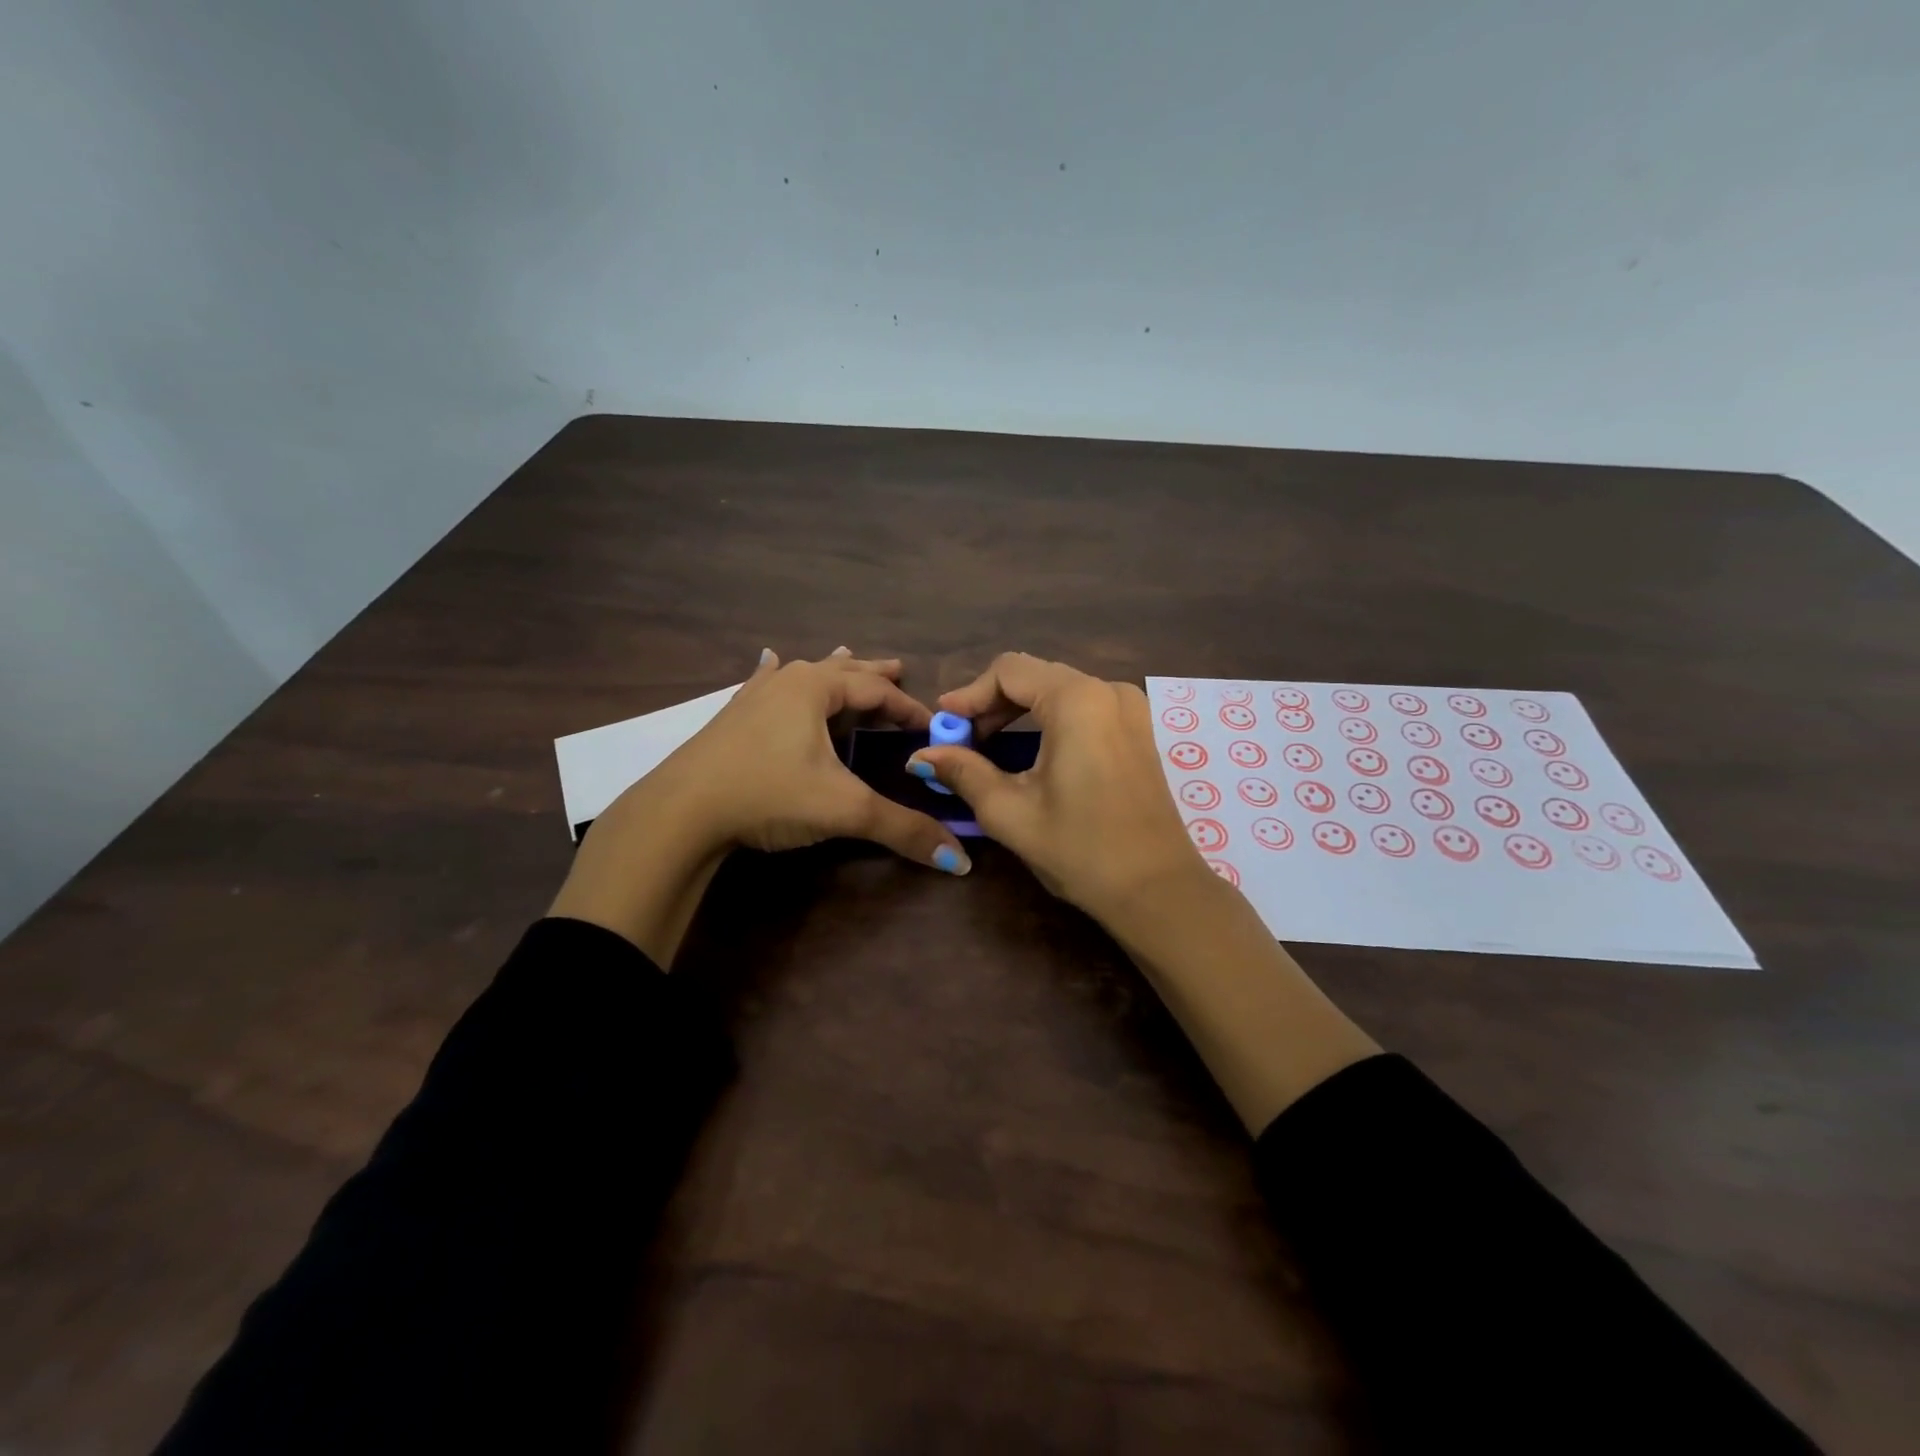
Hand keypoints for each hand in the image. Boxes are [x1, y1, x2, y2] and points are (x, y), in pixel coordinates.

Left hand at [553, 647, 969, 965]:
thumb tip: (960, 861)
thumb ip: (903, 829)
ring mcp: (754, 697)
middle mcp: (786, 682)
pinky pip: (766, 684)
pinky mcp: (732, 717)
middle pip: (842, 672)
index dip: (909, 708)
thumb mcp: (844, 811)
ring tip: (849, 657)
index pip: (877, 691)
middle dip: (873, 676)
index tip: (932, 727)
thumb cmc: (768, 795)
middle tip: (900, 669)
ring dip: (833, 672)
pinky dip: (779, 675)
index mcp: (815, 689)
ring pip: (804, 675)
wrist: (680, 811)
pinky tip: (770, 661)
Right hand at [907, 652, 1204, 924]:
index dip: (969, 694)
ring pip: (1060, 690)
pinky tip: (1032, 751)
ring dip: (1020, 711)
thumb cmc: (1081, 850)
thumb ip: (964, 773)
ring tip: (989, 745)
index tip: (942, 724)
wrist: (1158, 890)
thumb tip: (921, 755)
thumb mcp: (1011, 812)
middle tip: (962, 739)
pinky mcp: (1139, 730)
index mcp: (1077, 700)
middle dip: (993, 703)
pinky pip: (1085, 707)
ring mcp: (1131, 709)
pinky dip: (1050, 719)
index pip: (1009, 671)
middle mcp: (1108, 691)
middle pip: (1035, 676)